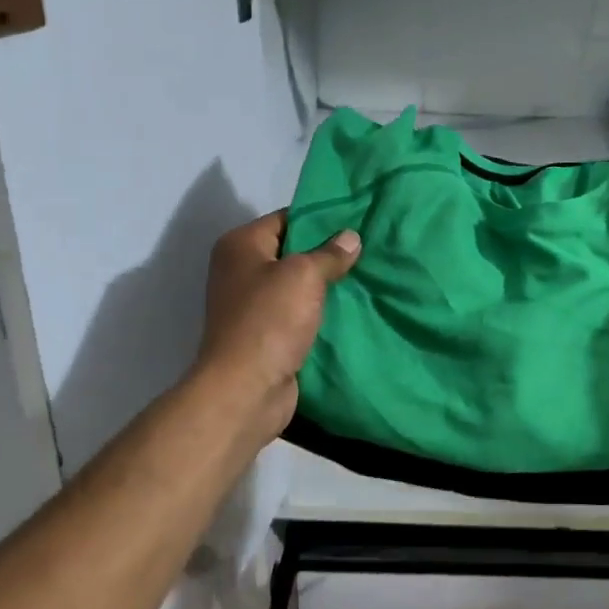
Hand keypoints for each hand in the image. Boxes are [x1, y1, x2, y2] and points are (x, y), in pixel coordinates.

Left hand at [194, 211, 360, 446]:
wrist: (246, 390)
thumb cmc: (270, 320)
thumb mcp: (305, 276)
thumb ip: (330, 254)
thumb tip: (351, 237)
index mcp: (240, 245)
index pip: (286, 218)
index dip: (321, 219)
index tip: (357, 221)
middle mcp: (240, 270)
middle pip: (292, 251)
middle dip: (327, 253)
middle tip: (368, 248)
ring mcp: (251, 305)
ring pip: (298, 285)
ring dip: (326, 285)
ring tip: (367, 276)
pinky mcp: (265, 334)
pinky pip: (298, 313)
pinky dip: (320, 311)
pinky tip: (351, 308)